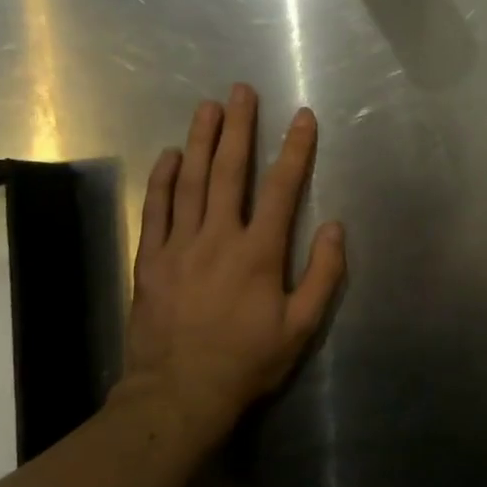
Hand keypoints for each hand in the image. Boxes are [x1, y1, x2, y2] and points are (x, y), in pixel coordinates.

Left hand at [118, 84, 346, 448]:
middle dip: (239, 127)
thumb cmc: (246, 362)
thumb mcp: (301, 328)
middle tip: (241, 90)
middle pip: (229, 171)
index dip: (295, 149)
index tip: (302, 117)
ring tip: (207, 106)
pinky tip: (170, 155)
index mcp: (259, 252)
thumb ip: (322, 275)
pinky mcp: (151, 260)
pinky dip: (163, 180)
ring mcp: (180, 246)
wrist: (178, 395)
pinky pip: (156, 210)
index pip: (282, 188)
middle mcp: (218, 238)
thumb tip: (335, 228)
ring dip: (201, 140)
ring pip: (191, 182)